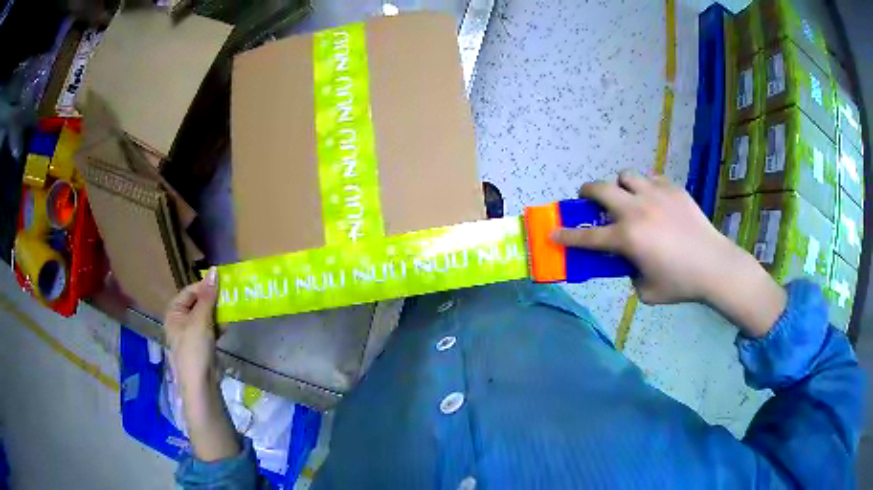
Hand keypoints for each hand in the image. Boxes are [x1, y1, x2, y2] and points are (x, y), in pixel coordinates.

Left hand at [164, 267, 219, 387]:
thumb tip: (214, 270)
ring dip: (217, 315)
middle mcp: (179, 321)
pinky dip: (217, 327)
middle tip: (228, 298)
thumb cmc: (195, 349)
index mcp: (174, 312)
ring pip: (205, 317)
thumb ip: (207, 296)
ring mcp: (190, 334)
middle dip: (213, 302)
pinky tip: (225, 328)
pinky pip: (209, 329)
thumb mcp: (201, 320)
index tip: (222, 285)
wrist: (200, 383)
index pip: (190, 292)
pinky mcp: (201, 345)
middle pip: (198, 303)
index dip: (205, 287)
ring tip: (228, 314)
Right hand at [552, 172, 784, 336]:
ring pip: (625, 176)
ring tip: (628, 198)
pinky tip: (654, 202)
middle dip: (587, 193)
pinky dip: (645, 188)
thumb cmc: (680, 283)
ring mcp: (655, 195)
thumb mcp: (646, 290)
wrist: (714, 265)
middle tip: (589, 200)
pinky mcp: (673, 189)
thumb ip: (630, 274)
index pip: (587, 237)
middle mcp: (636, 210)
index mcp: (627, 238)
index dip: (566, 236)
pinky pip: (650, 179)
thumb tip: (629, 262)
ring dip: (620, 186)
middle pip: (600, 189)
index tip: (552, 233)